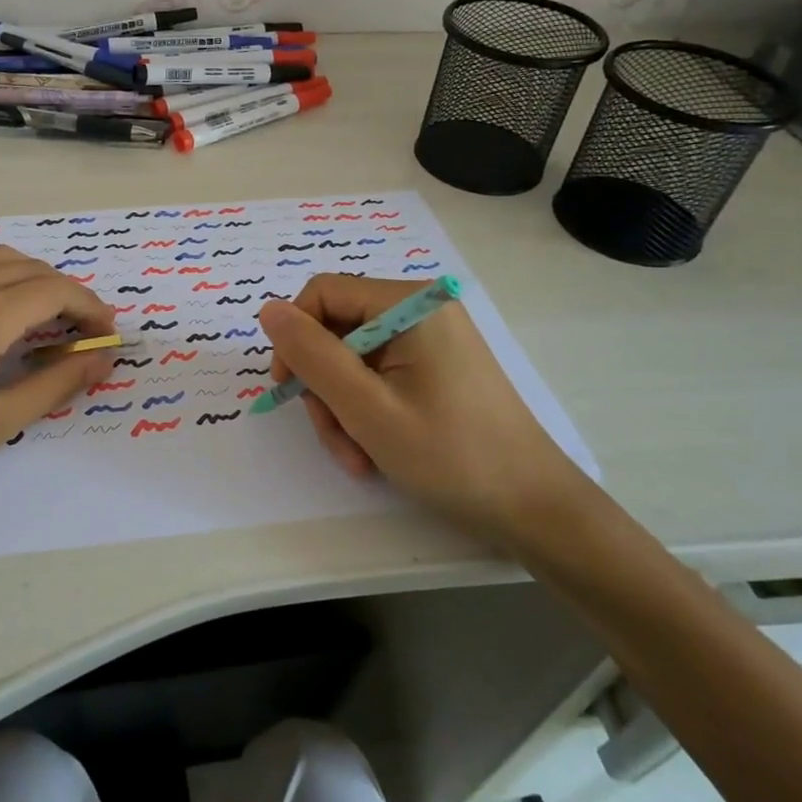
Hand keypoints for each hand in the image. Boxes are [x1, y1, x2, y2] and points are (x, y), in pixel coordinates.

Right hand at [258, 275, 592, 545]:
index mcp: (410, 304)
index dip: (295, 336)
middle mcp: (421, 310)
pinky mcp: (436, 367)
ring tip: (357, 456)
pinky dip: (366, 412)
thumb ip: (312, 354)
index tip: (289, 388)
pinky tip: (374, 452)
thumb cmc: (450, 456)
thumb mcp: (366, 407)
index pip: (323, 293)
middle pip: (337, 329)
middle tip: (335, 437)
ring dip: (342, 408)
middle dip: (324, 386)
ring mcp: (431, 340)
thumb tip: (268, 310)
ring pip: (352, 359)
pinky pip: (379, 376)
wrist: (534, 508)